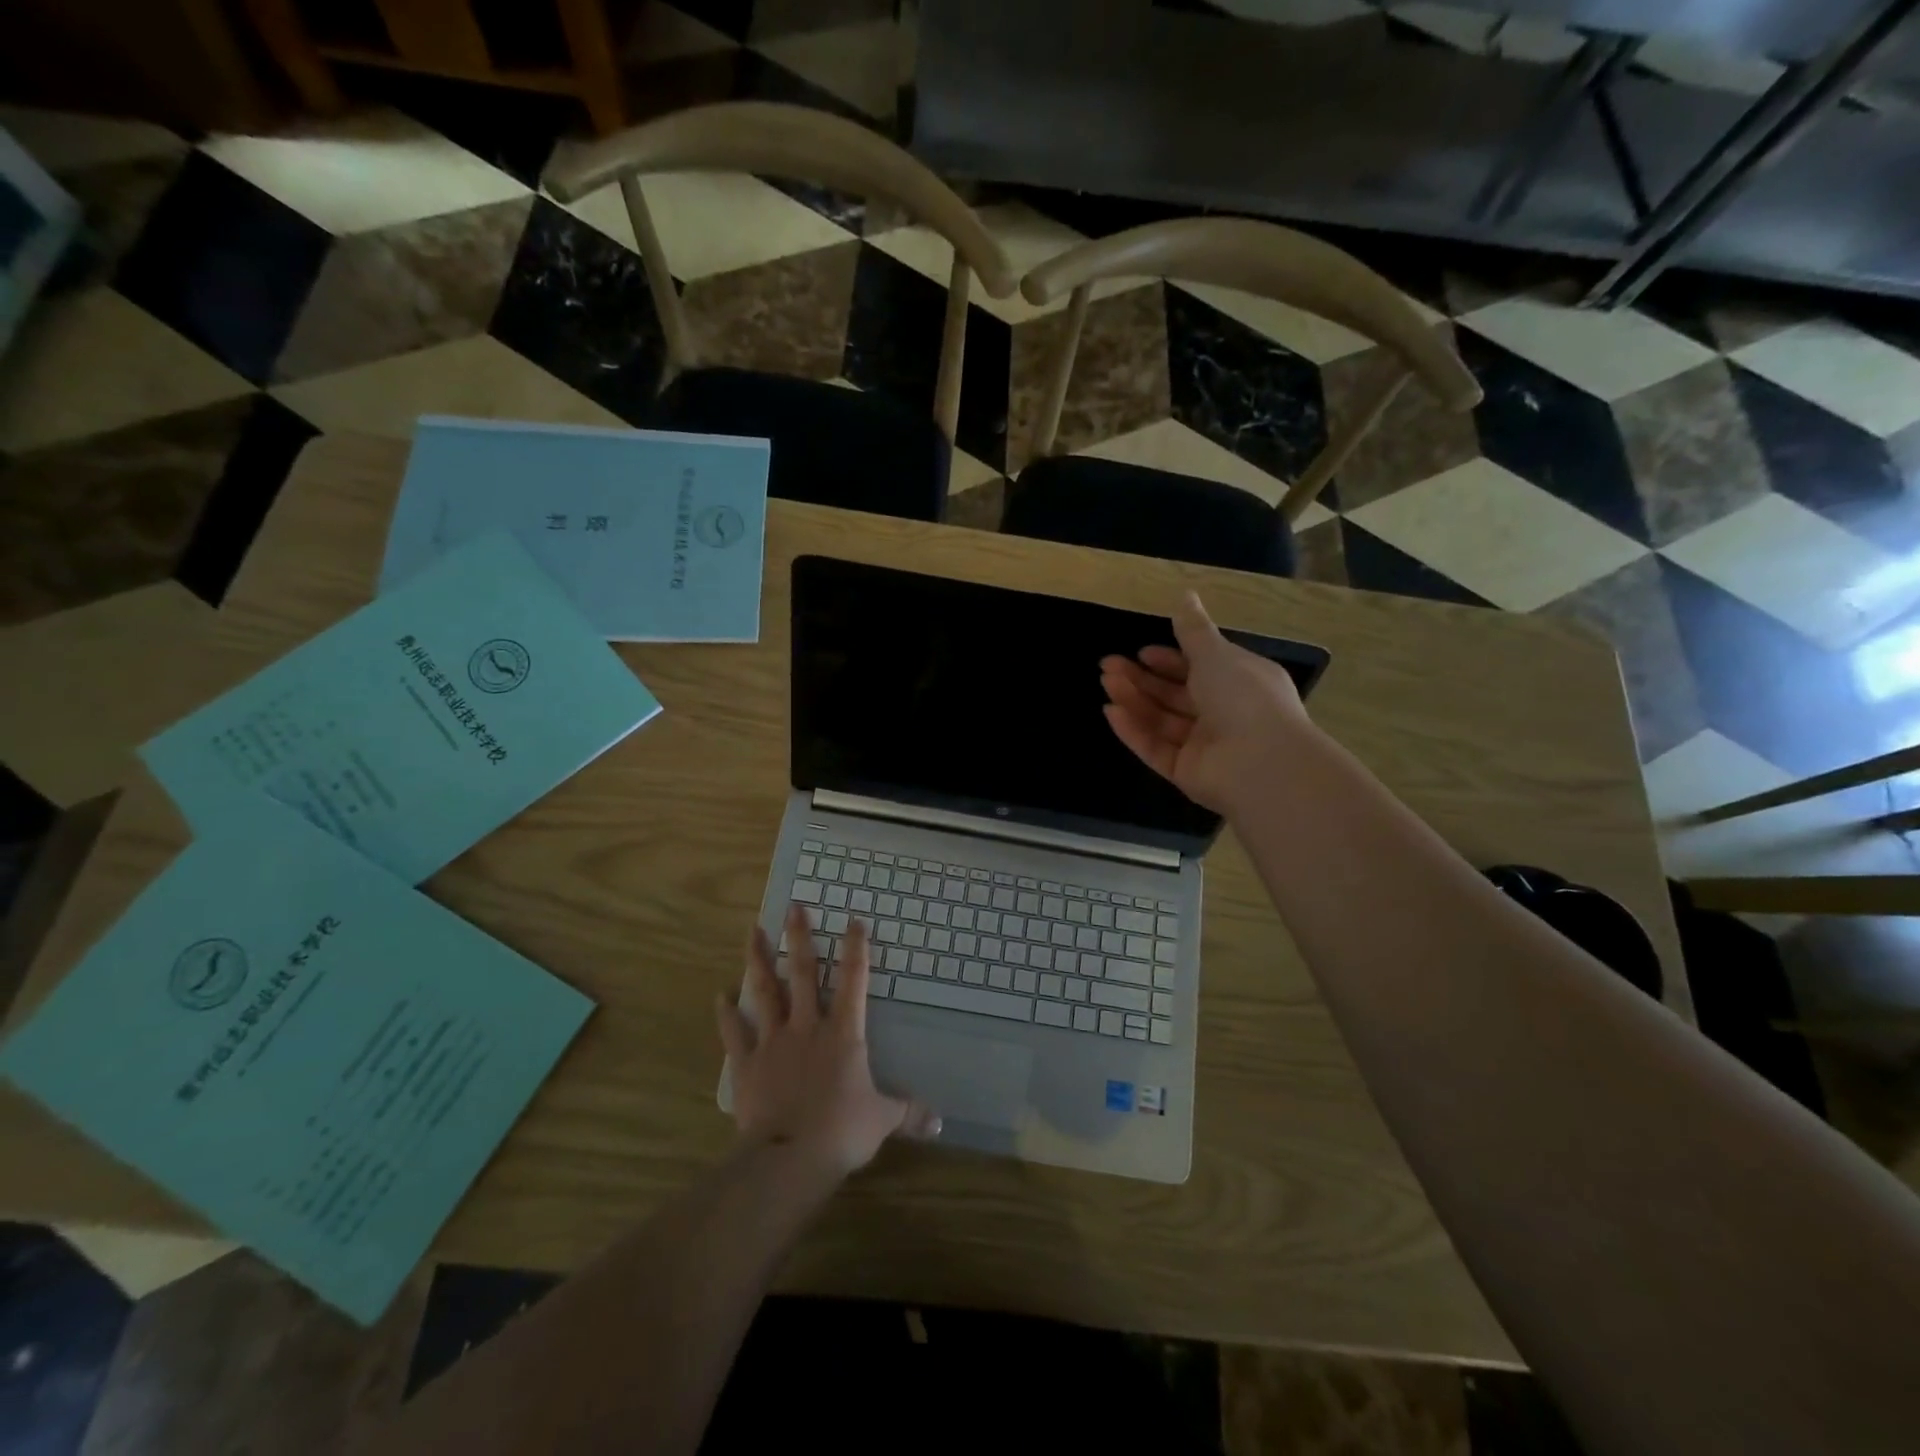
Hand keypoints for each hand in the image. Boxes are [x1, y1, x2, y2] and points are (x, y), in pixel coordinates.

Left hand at [717, 907, 939, 1178]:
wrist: (790, 1156)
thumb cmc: (842, 1130)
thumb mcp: (883, 1119)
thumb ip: (908, 1112)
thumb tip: (939, 1120)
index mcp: (844, 1033)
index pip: (854, 980)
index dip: (855, 948)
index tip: (853, 919)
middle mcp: (807, 1026)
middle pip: (803, 973)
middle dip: (799, 938)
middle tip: (794, 907)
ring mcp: (773, 1042)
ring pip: (765, 992)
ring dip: (758, 960)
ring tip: (752, 931)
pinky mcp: (747, 1064)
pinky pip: (735, 1034)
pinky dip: (727, 1014)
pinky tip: (721, 996)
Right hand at [1100, 591, 1309, 813]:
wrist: (1260, 763)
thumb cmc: (1243, 697)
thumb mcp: (1216, 653)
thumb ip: (1193, 629)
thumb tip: (1185, 594)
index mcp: (1240, 682)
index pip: (1200, 668)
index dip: (1169, 660)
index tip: (1142, 652)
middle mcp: (1224, 714)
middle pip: (1175, 694)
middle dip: (1142, 679)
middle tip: (1107, 666)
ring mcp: (1204, 746)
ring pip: (1162, 720)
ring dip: (1133, 699)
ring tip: (1105, 682)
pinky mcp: (1186, 772)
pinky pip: (1156, 748)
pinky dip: (1134, 730)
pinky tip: (1111, 712)